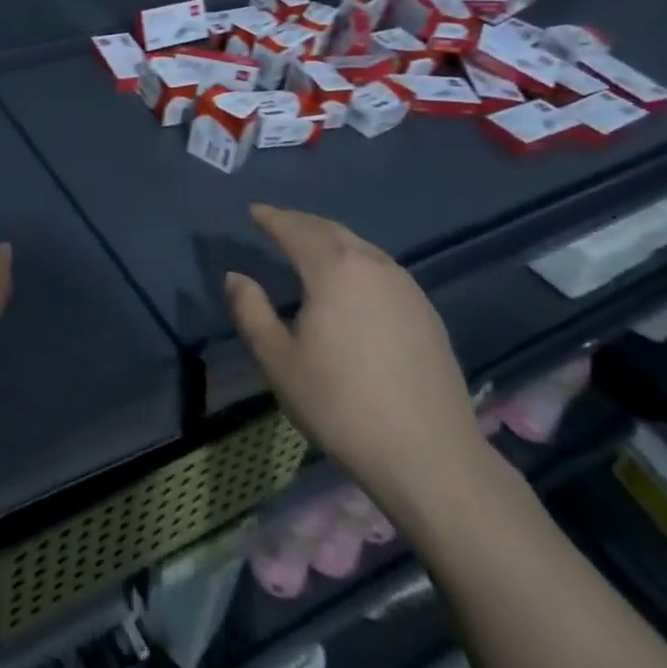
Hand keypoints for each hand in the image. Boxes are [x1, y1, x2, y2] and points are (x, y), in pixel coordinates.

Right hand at [225, 205, 485, 526]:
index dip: (271, 217)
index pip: (295, 229)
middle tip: (277, 223)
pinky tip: (350, 282)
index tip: (253, 212)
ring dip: (329, 239)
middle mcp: (372, 264)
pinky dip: (355, 261)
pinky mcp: (426, 311)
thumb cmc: (341, 405)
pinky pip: (380, 268)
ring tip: (308, 247)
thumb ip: (251, 311)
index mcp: (334, 268)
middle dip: (300, 223)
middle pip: (330, 230)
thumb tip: (236, 276)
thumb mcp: (278, 361)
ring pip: (359, 247)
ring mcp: (406, 286)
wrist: (430, 455)